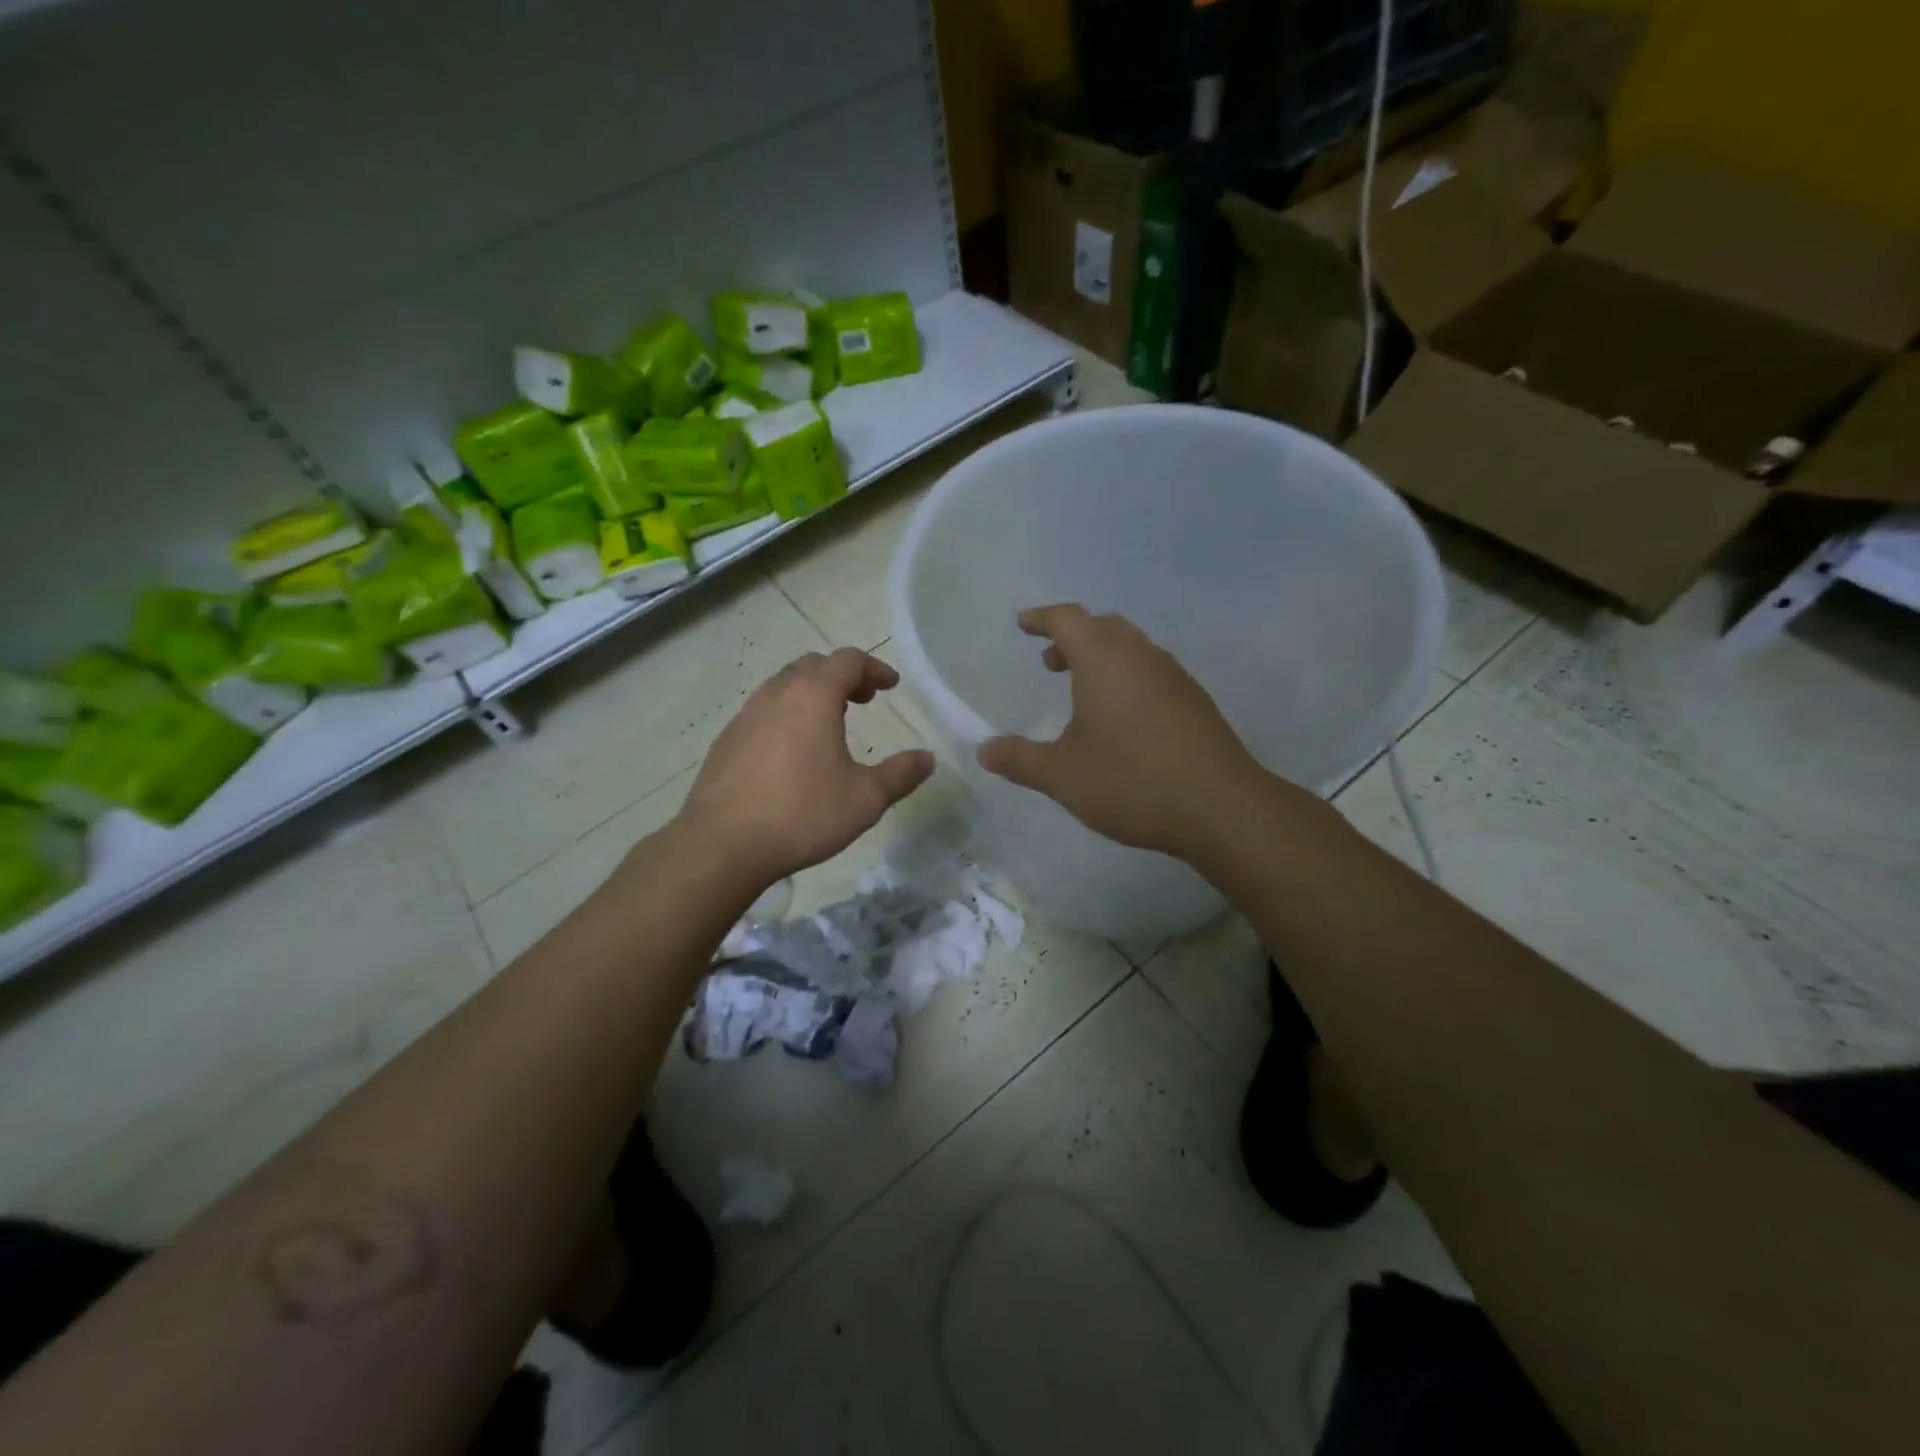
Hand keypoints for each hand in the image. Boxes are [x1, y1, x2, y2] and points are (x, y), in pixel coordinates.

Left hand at [679, 648, 934, 884]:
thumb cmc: (802, 814)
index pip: (848, 660)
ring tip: (829, 724)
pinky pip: (762, 712)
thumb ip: (901, 774)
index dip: (874, 668)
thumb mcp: (865, 799)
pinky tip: (792, 752)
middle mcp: (776, 695)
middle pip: (813, 666)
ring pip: (783, 686)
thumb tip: (927, 758)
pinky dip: (786, 715)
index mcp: (813, 696)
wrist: (721, 845)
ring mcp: (745, 716)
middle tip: (863, 700)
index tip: (891, 686)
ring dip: (812, 694)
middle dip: (842, 676)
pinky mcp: (726, 741)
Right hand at [975, 605, 1274, 859]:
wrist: (1219, 806)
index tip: (1023, 625)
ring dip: (1103, 657)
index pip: (1068, 619)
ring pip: (1133, 649)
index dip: (1042, 618)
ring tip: (1084, 692)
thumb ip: (1020, 760)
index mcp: (1104, 660)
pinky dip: (1129, 678)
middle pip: (1104, 627)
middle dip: (1073, 637)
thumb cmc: (1131, 781)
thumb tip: (985, 751)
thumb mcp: (1063, 775)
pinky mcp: (1196, 702)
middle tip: (1051, 663)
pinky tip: (1125, 720)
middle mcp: (1141, 657)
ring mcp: (1175, 677)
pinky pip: (1154, 672)